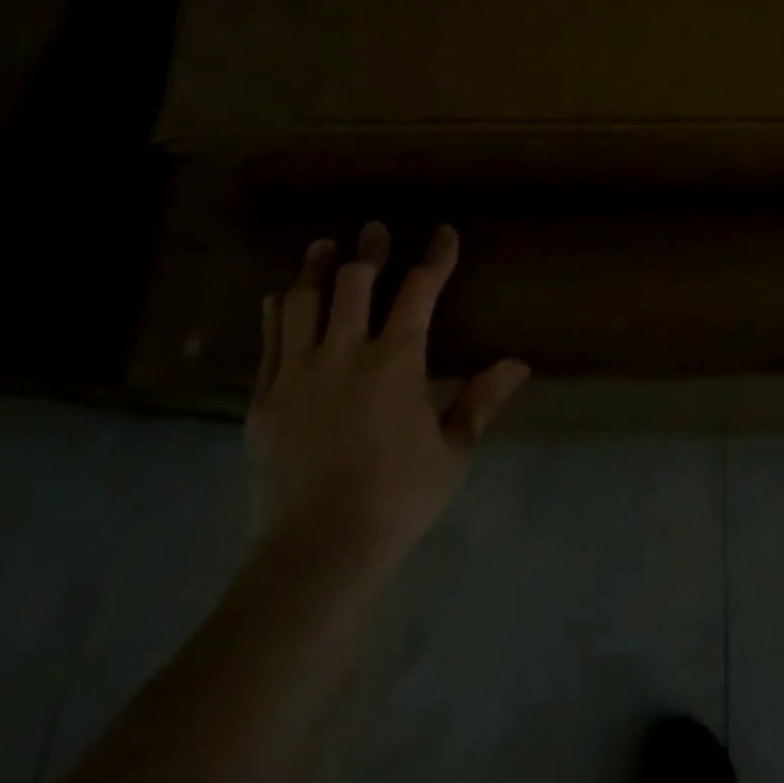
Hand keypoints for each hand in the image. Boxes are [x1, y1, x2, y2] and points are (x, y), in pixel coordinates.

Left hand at [248, 222, 529, 583]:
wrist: (318, 552)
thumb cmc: (398, 499)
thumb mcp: (453, 452)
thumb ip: (481, 401)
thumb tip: (519, 364)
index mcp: (396, 361)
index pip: (420, 290)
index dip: (435, 256)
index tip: (443, 233)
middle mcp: (344, 354)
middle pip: (355, 282)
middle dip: (370, 251)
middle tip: (375, 230)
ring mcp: (298, 374)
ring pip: (303, 302)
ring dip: (317, 269)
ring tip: (324, 246)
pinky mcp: (264, 399)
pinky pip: (269, 341)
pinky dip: (277, 313)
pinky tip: (279, 298)